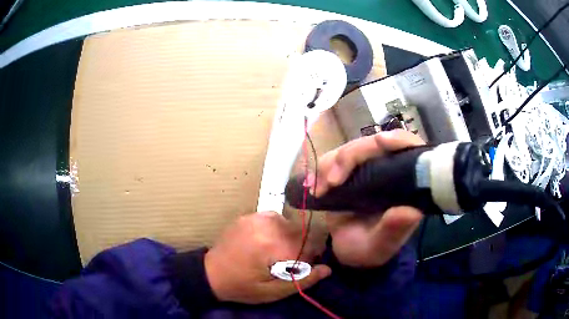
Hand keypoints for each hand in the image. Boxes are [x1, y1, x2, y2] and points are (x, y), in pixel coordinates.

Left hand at [204, 211, 330, 303]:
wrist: (211, 273)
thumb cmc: (242, 286)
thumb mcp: (272, 292)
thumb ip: (302, 280)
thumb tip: (327, 269)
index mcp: (272, 244)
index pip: (309, 245)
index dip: (309, 259)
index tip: (299, 269)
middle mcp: (266, 224)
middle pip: (300, 232)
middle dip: (299, 248)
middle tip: (285, 263)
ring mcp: (256, 216)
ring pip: (289, 224)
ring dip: (289, 238)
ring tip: (275, 254)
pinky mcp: (249, 215)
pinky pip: (275, 218)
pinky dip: (277, 230)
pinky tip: (267, 242)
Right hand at [308, 130, 424, 267]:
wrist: (347, 252)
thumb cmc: (369, 250)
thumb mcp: (381, 247)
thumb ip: (394, 231)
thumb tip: (410, 212)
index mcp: (406, 185)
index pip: (410, 149)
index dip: (398, 140)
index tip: (380, 142)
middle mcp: (389, 171)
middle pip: (375, 144)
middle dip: (353, 156)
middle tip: (332, 181)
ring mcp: (367, 169)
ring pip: (353, 148)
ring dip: (334, 163)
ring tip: (321, 189)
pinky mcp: (348, 173)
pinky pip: (335, 159)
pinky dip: (323, 169)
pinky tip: (315, 187)